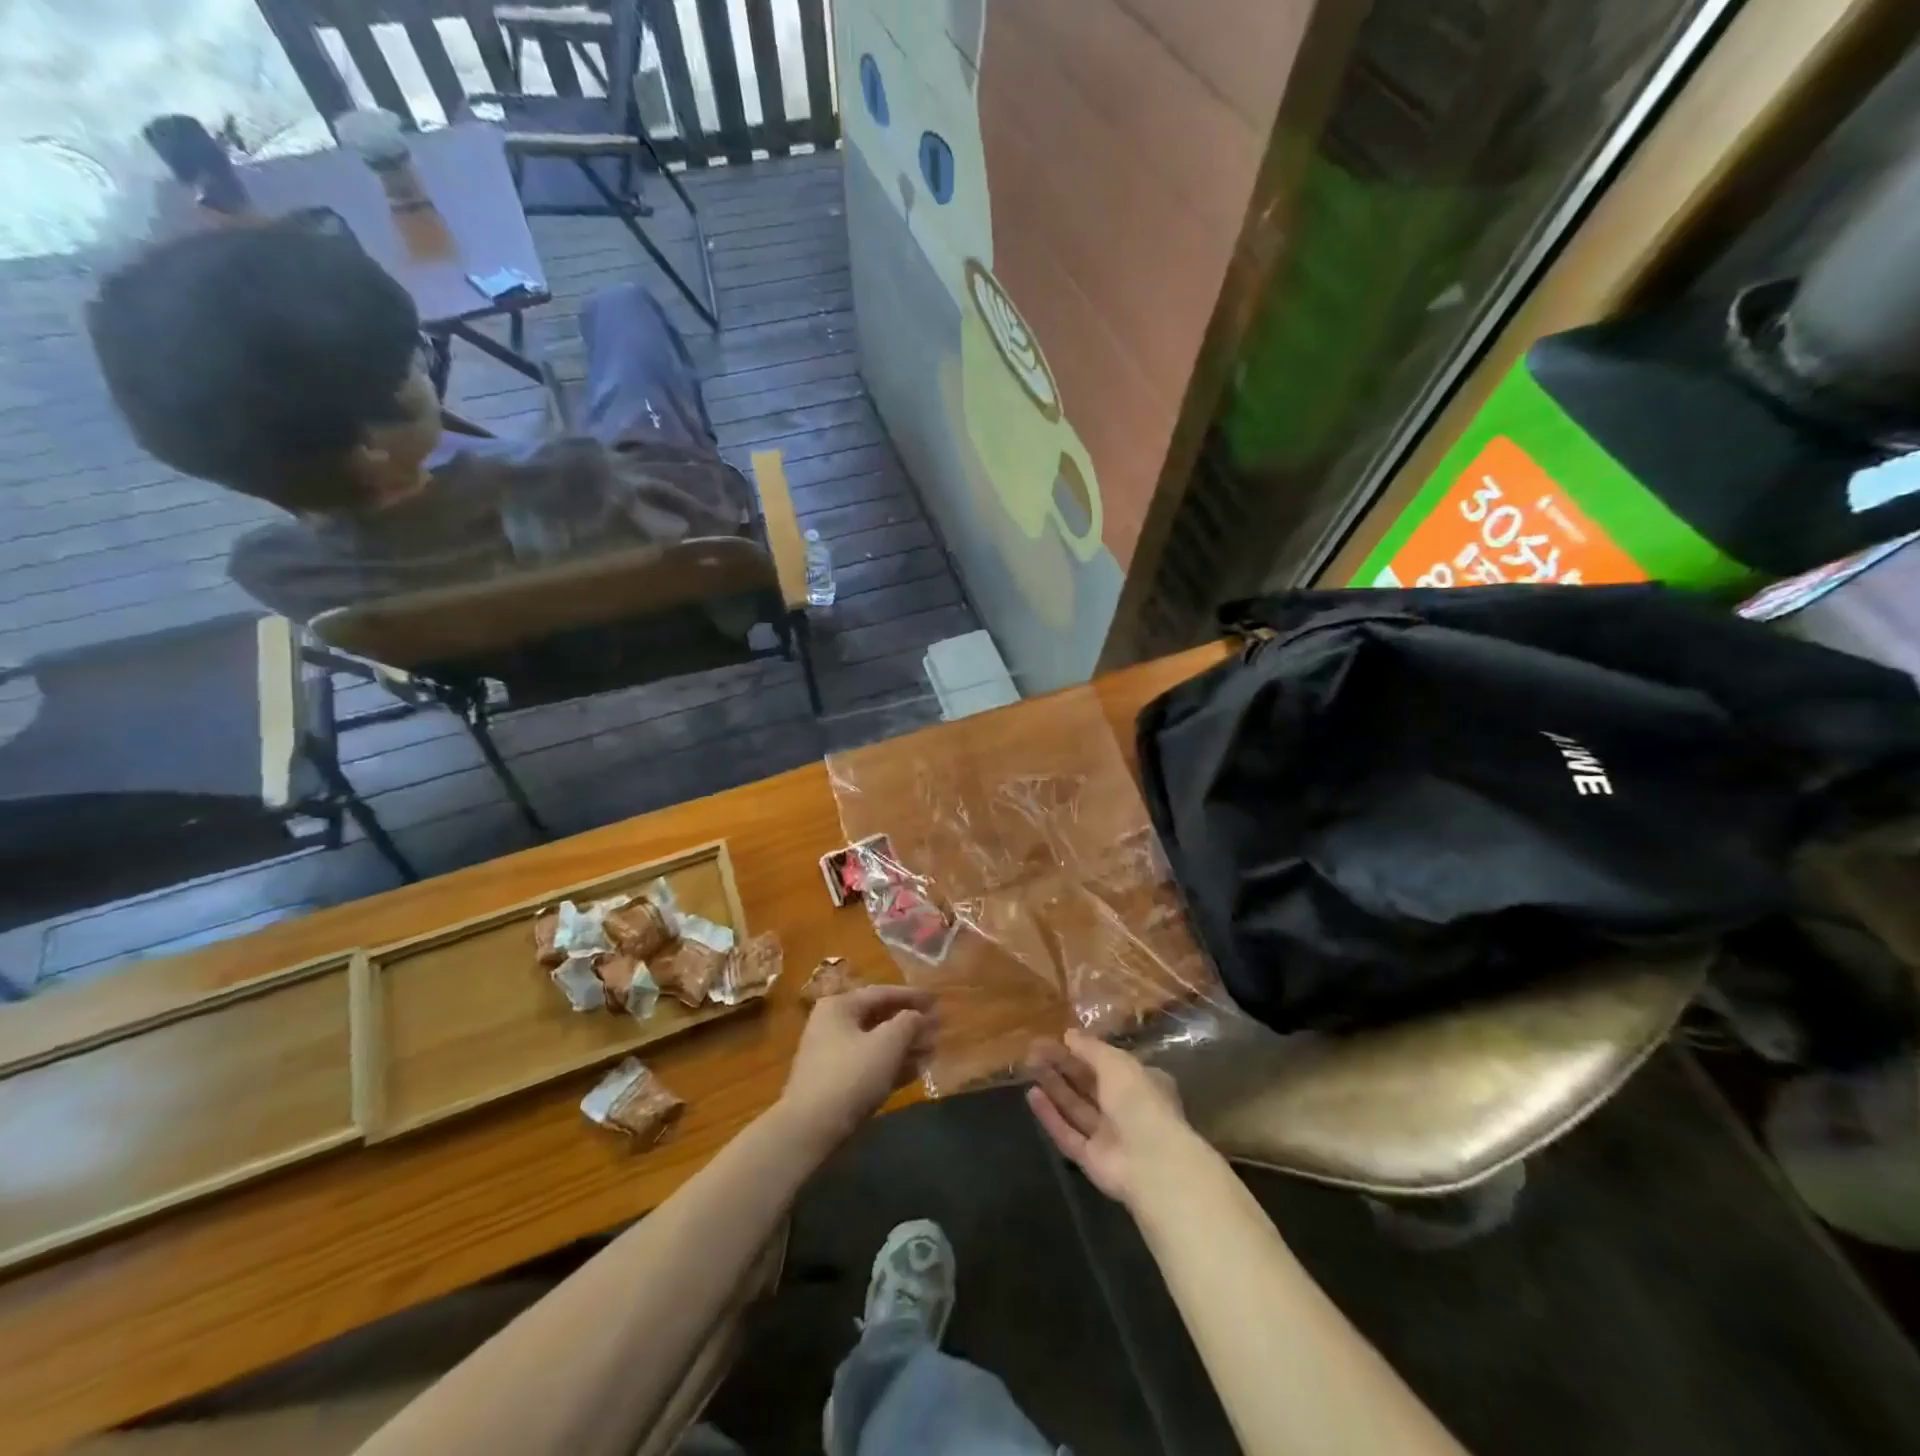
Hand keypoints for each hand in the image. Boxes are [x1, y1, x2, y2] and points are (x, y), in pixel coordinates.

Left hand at [778, 984, 937, 1149]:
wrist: (810, 1128)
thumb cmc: (851, 1075)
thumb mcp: (887, 1043)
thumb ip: (908, 1022)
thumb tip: (918, 1016)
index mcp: (840, 1006)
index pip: (882, 993)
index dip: (912, 996)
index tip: (937, 1000)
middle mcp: (833, 1024)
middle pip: (879, 1018)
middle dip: (910, 1023)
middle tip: (938, 1027)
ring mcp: (832, 1054)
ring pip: (876, 1043)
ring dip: (905, 1046)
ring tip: (933, 1049)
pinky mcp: (836, 1082)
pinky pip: (870, 1064)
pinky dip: (892, 1064)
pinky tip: (916, 1071)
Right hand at [1026, 1029, 1194, 1205]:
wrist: (1151, 1163)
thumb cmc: (1139, 1100)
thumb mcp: (1116, 1062)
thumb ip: (1091, 1048)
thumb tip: (1069, 1034)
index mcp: (1141, 1083)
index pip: (1110, 1063)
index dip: (1084, 1050)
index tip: (1059, 1038)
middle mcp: (1126, 1109)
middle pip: (1088, 1084)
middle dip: (1062, 1065)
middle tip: (1035, 1049)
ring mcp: (1108, 1136)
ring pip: (1076, 1107)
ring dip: (1054, 1086)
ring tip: (1029, 1064)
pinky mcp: (1091, 1159)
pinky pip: (1067, 1133)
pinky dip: (1050, 1115)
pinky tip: (1031, 1094)